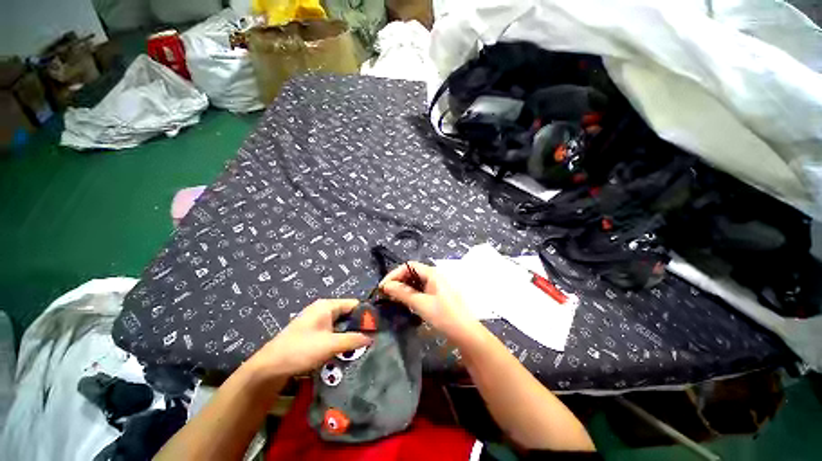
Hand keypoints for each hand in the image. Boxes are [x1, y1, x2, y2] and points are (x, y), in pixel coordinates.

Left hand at [248, 299, 371, 377]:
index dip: (366, 315)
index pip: (354, 304)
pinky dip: (339, 339)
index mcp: (327, 305)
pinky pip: (332, 331)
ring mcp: (316, 320)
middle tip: (369, 340)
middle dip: (357, 326)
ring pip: (340, 324)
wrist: (269, 367)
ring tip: (360, 346)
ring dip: (348, 334)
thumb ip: (353, 340)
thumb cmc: (301, 350)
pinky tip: (344, 350)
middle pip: (347, 314)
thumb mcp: (331, 345)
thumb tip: (371, 338)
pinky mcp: (312, 332)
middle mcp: (322, 309)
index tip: (376, 329)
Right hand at [379, 262, 481, 343]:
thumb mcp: (421, 304)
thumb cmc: (444, 316)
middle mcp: (434, 275)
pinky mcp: (437, 294)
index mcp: (432, 273)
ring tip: (392, 298)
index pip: (409, 266)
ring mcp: (436, 285)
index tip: (383, 287)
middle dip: (398, 281)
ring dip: (403, 288)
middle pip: (412, 272)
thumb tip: (386, 286)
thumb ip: (402, 293)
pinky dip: (411, 293)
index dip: (394, 274)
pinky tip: (405, 302)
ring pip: (415, 281)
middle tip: (386, 294)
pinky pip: (420, 289)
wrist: (465, 333)